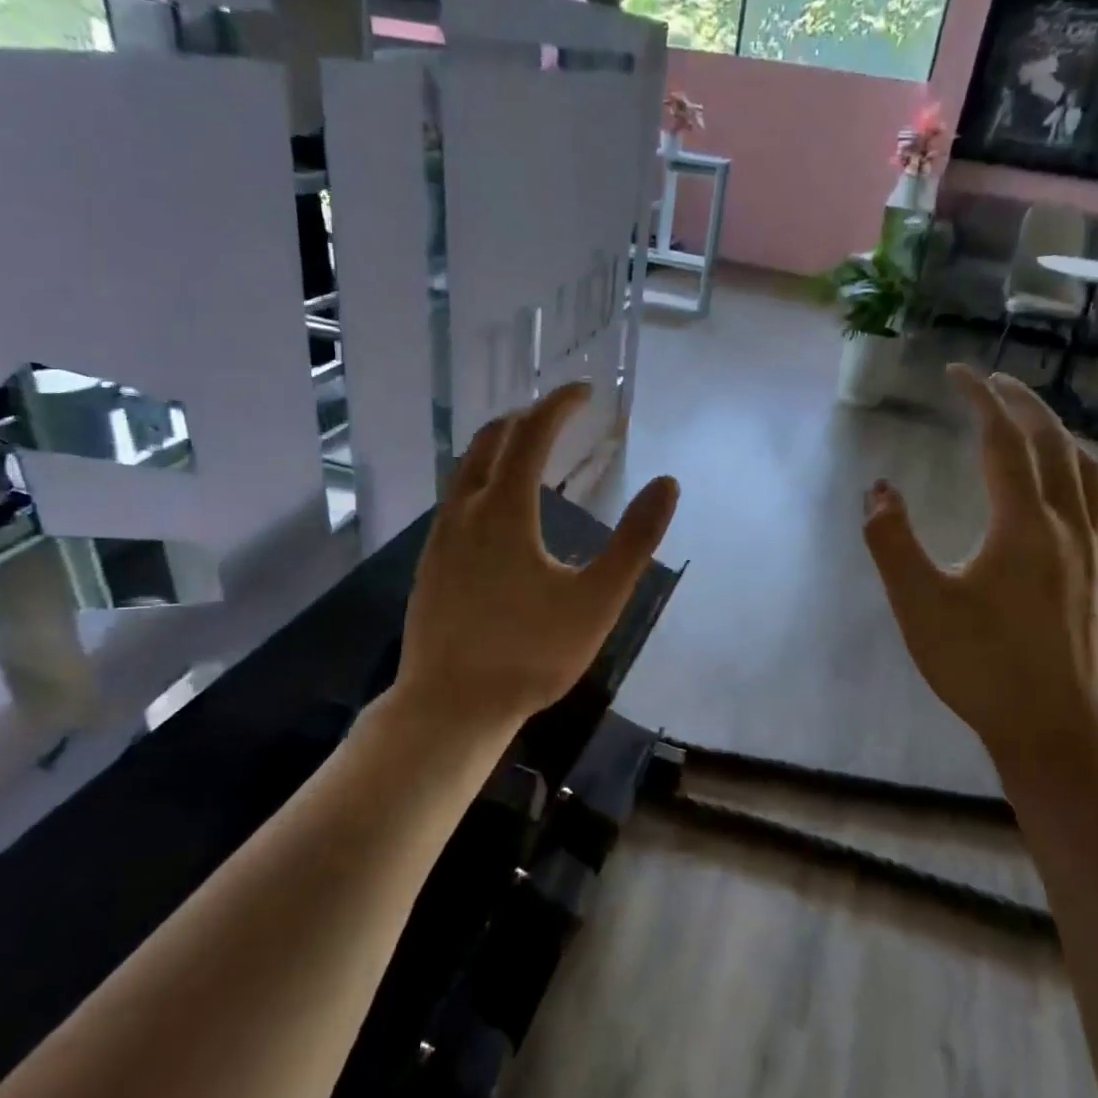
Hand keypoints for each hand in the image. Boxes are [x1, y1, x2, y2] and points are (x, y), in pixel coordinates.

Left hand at [396, 382, 678, 730]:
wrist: (450, 706)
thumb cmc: (531, 654)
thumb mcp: (597, 600)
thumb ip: (635, 540)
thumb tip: (667, 484)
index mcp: (503, 509)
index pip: (531, 433)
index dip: (559, 404)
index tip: (585, 390)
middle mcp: (464, 510)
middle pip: (490, 440)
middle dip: (527, 417)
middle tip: (560, 414)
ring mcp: (440, 537)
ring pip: (466, 469)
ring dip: (499, 446)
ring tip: (532, 450)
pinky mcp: (430, 563)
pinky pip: (456, 499)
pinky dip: (482, 478)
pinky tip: (500, 508)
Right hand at [862, 367, 1097, 766]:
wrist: (1054, 727)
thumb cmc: (980, 665)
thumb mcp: (919, 604)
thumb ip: (892, 541)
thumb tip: (878, 488)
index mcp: (1022, 525)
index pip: (1003, 441)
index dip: (980, 399)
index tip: (956, 372)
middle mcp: (1065, 525)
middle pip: (1052, 444)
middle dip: (1022, 404)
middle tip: (990, 382)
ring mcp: (1091, 551)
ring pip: (1085, 470)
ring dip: (1057, 432)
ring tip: (1030, 421)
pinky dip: (1081, 472)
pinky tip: (1070, 484)